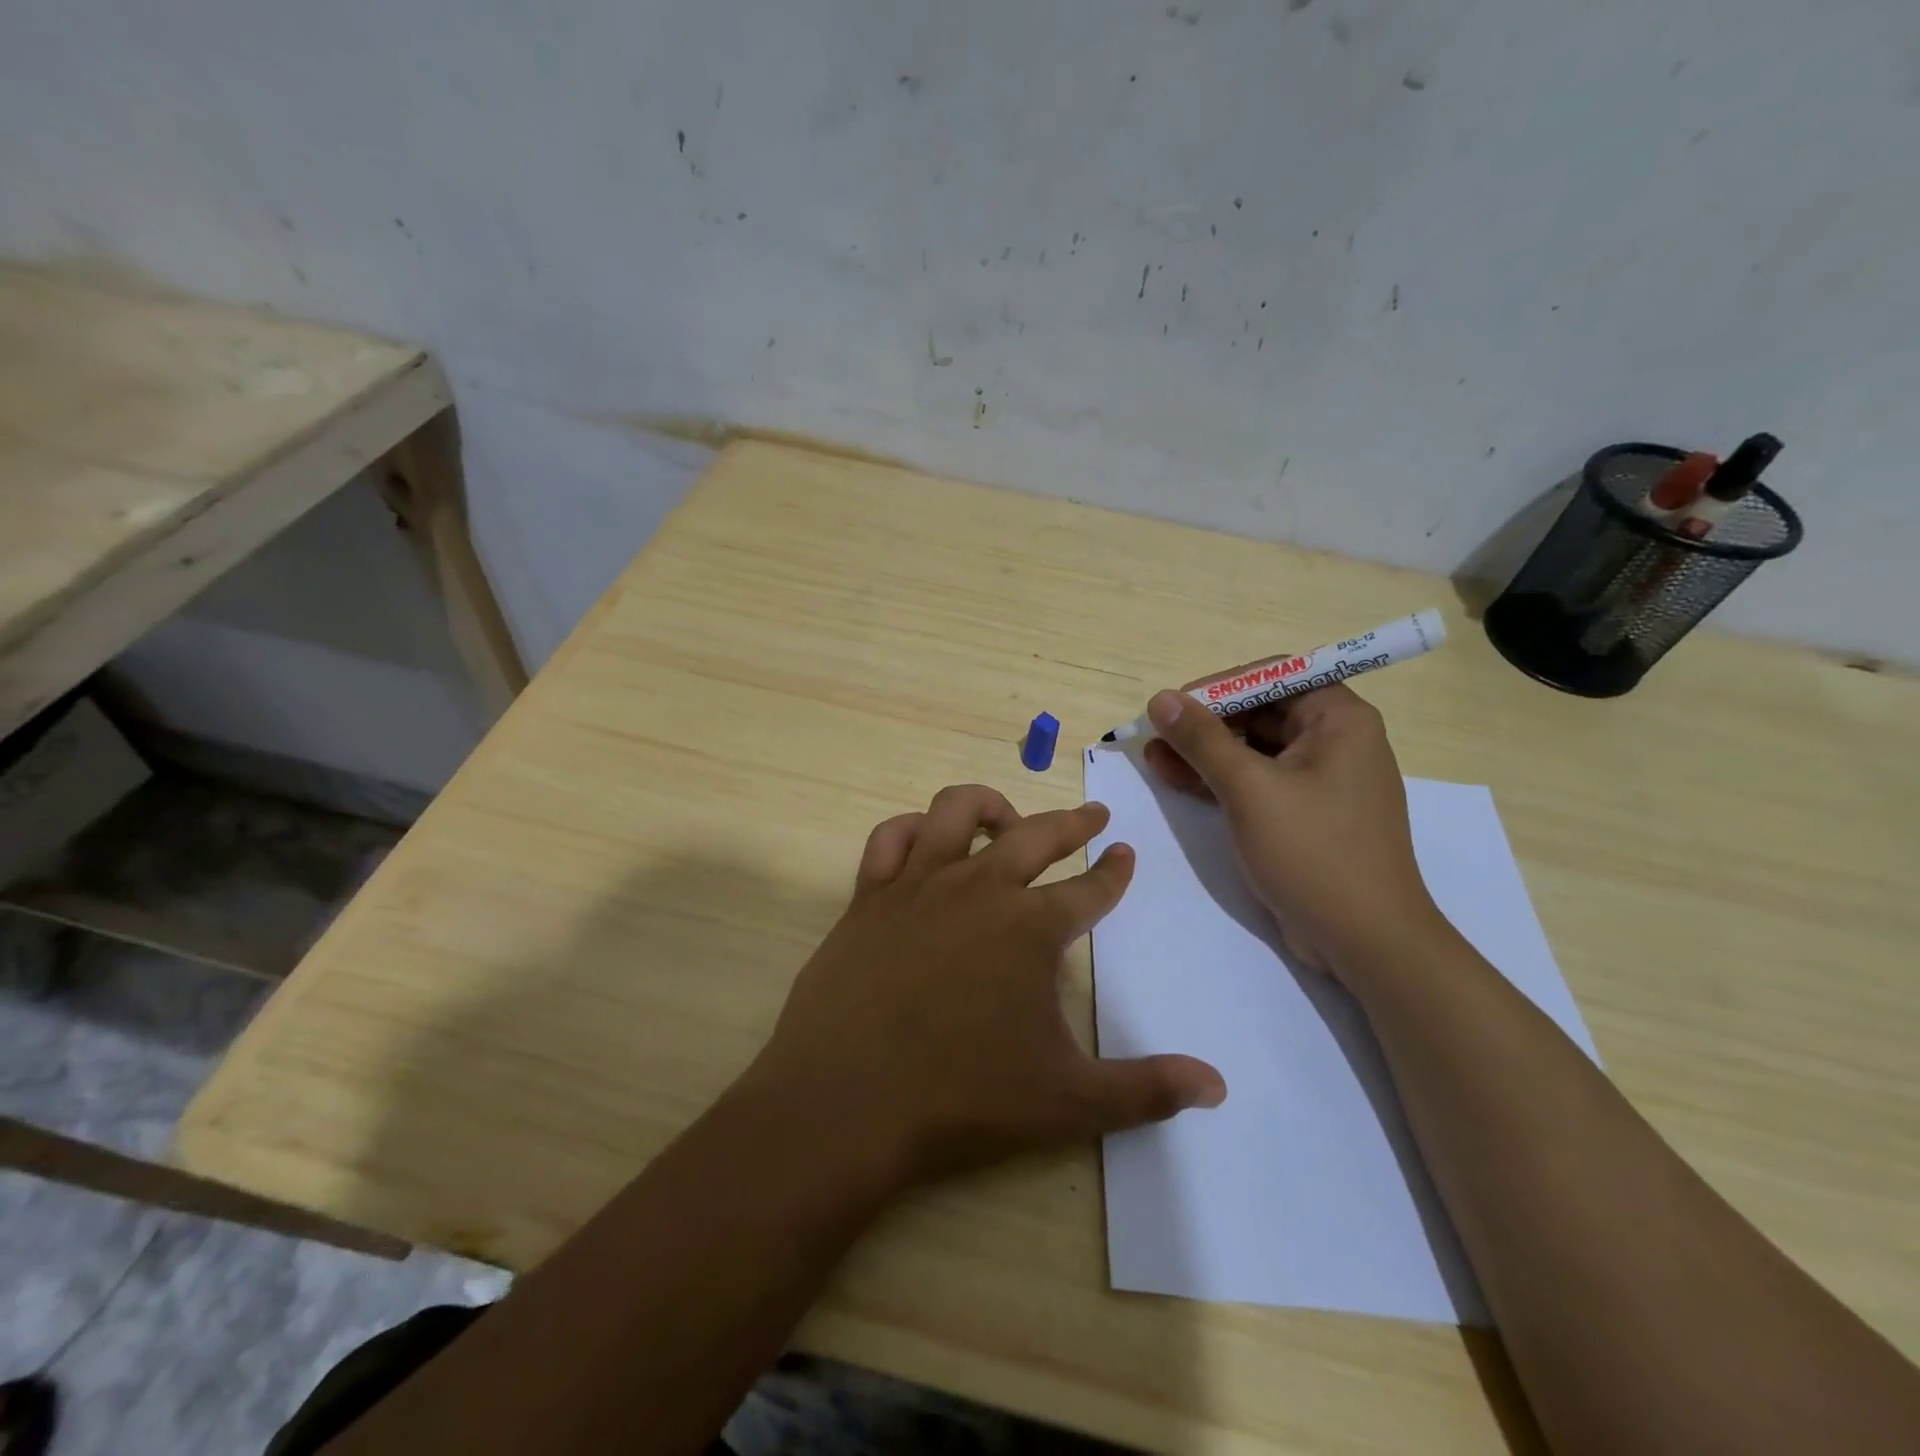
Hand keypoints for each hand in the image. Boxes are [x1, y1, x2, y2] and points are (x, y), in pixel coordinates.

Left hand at [740, 784, 1225, 1188]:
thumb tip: (1219, 1086)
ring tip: (1008, 818)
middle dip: (1072, 821)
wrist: (847, 1101)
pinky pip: (890, 838)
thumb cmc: (962, 1099)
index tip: (1124, 854)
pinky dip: (912, 828)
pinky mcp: (869, 895)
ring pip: (957, 811)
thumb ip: (1145, 1090)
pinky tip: (924, 841)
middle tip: (1092, 814)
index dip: (1113, 873)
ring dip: (991, 805)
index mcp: (1031, 928)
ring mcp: (919, 885)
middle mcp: (980, 888)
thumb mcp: (1068, 1102)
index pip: (1090, 889)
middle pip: (1037, 835)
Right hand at [1141, 682, 1442, 979]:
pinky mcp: (1306, 814)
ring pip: (1254, 749)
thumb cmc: (1313, 852)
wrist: (1366, 942)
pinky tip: (1178, 781)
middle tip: (1157, 736)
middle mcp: (1335, 741)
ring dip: (1205, 753)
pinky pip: (1258, 782)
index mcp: (1339, 719)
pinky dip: (1221, 780)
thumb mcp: (1249, 789)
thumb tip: (1162, 699)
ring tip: (1154, 758)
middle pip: (1260, 712)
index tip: (1175, 706)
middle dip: (1205, 723)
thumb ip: (1203, 740)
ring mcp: (1321, 780)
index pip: (1273, 676)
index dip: (1220, 686)